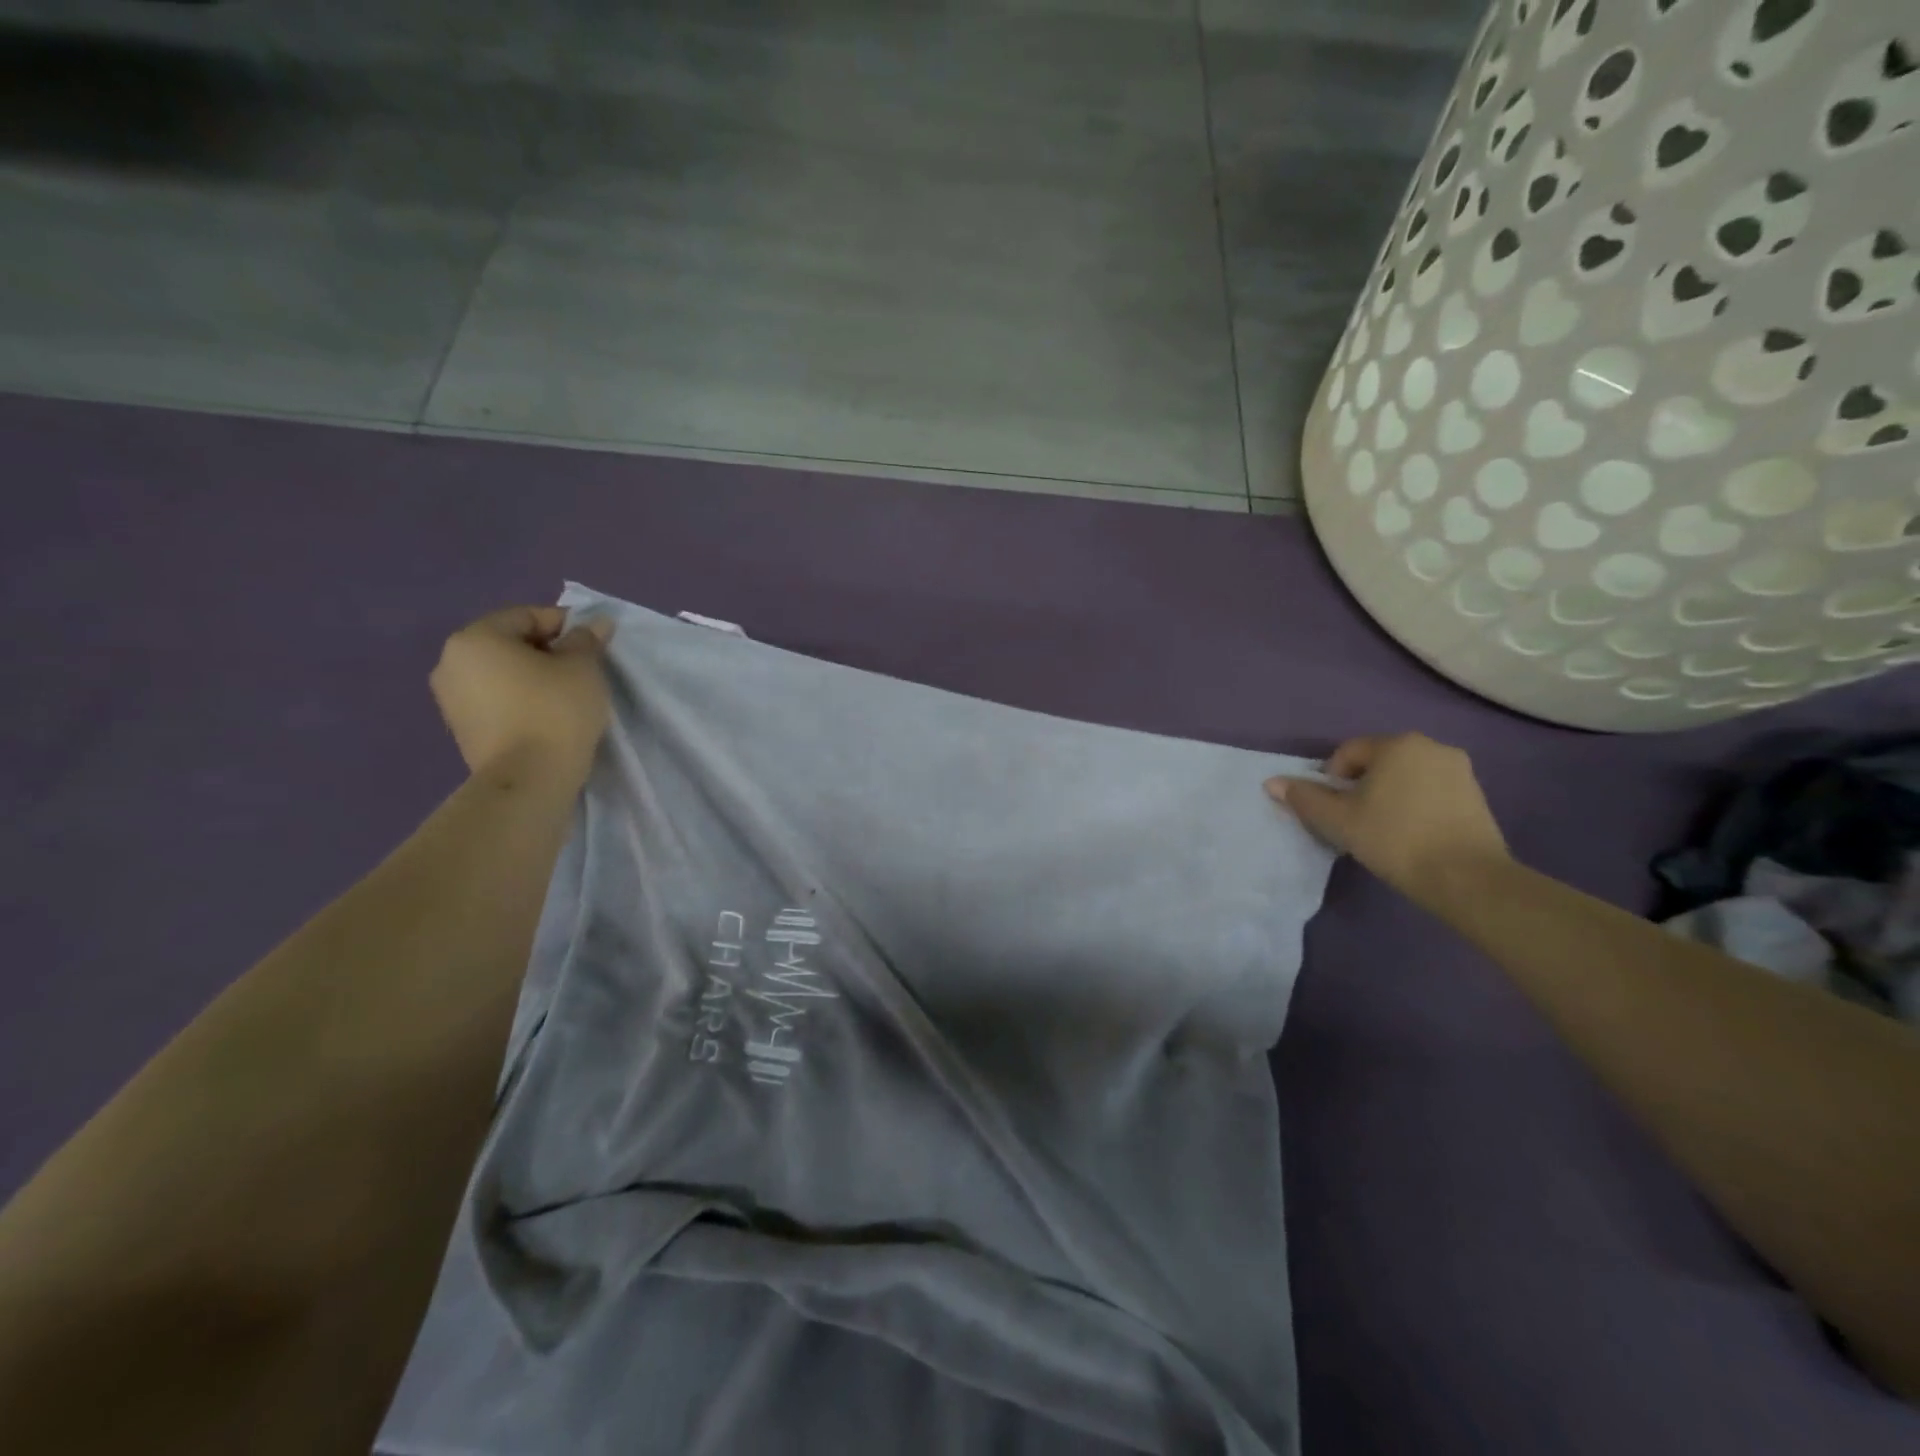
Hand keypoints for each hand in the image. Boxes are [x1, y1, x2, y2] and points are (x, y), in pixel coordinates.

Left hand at [430, 606, 613, 781]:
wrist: (529, 779)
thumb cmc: (555, 710)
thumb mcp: (583, 668)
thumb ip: (586, 640)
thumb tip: (596, 623)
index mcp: (475, 639)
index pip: (526, 616)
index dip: (564, 624)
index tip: (593, 642)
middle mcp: (451, 663)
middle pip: (509, 644)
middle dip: (547, 651)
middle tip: (583, 668)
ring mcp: (451, 700)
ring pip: (502, 675)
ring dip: (533, 678)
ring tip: (568, 695)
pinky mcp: (462, 731)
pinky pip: (496, 702)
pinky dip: (521, 701)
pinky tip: (548, 716)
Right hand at [1266, 734, 1508, 904]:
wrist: (1465, 878)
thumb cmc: (1394, 839)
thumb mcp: (1338, 820)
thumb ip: (1304, 797)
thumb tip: (1272, 782)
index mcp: (1396, 745)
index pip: (1348, 753)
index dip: (1332, 780)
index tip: (1334, 810)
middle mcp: (1431, 746)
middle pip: (1379, 761)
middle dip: (1361, 785)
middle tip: (1354, 819)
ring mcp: (1459, 770)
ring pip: (1406, 776)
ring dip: (1389, 794)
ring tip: (1383, 828)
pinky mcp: (1477, 795)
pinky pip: (1432, 790)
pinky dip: (1416, 804)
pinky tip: (1412, 833)